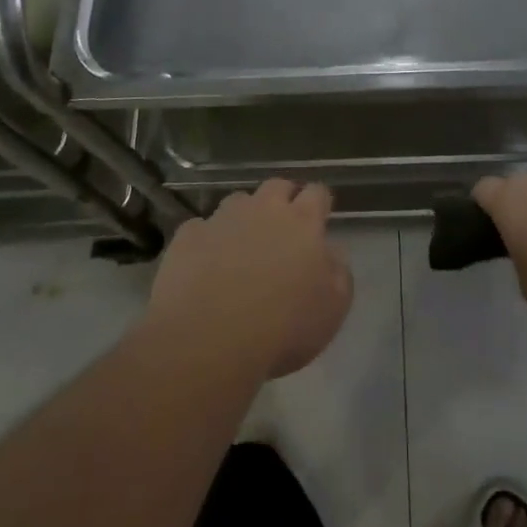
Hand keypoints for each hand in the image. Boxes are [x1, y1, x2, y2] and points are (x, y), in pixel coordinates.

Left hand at [146, 180, 352, 379]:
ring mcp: (222, 219)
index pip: (317, 193)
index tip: (319, 218)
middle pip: (277, 186)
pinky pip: (200, 228)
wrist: (209, 340)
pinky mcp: (188, 236)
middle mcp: (263, 209)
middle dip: (283, 198)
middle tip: (283, 227)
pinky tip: (205, 263)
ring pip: (237, 201)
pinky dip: (207, 240)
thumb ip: (338, 273)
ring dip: (244, 215)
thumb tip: (332, 253)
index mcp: (302, 222)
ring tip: (242, 244)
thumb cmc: (282, 327)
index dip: (319, 202)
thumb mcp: (332, 309)